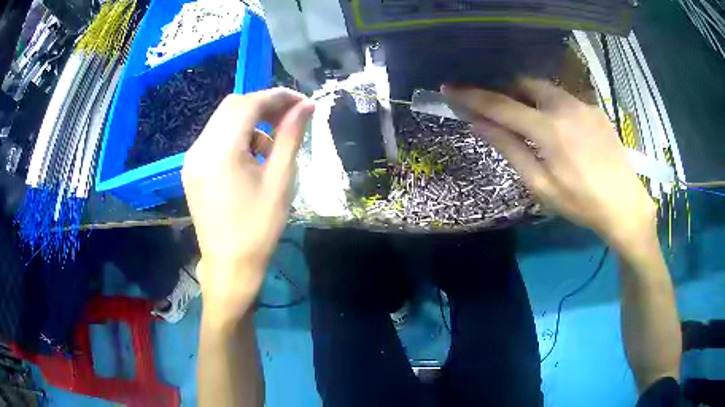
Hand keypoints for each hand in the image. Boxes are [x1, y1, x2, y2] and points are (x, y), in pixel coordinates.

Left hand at [183, 88, 314, 324]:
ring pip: (222, 120)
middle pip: (232, 106)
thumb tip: (306, 106)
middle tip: (290, 118)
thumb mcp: (280, 181)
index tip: (302, 102)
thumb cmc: (259, 228)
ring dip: (250, 121)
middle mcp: (200, 148)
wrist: (230, 266)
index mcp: (221, 151)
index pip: (249, 104)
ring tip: (270, 147)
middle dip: (263, 105)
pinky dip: (235, 136)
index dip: (278, 96)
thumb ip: (291, 137)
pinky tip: (249, 158)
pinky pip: (214, 138)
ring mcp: (192, 159)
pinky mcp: (191, 169)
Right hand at [443, 78, 655, 249]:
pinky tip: (563, 132)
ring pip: (547, 89)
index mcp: (548, 128)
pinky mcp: (595, 109)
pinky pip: (566, 99)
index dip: (472, 97)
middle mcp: (564, 106)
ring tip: (535, 125)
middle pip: (524, 84)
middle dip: (508, 93)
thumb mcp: (541, 185)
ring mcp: (583, 105)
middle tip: (503, 114)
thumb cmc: (581, 203)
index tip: (450, 89)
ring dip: (531, 99)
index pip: (500, 105)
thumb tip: (479, 125)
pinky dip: (553, 107)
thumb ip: (510, 150)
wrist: (625, 205)